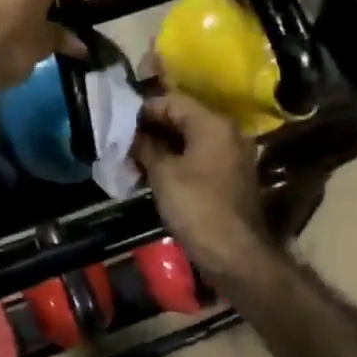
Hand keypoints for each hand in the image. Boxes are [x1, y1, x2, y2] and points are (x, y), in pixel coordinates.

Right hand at [132, 91, 266, 273]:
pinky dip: (179, 159)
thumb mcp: (163, 175)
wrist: (237, 255)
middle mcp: (227, 132)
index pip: (172, 101)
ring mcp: (232, 154)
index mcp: (212, 123)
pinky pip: (200, 156)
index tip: (120, 123)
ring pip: (191, 138)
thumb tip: (133, 135)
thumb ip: (146, 147)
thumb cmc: (197, 208)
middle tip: (124, 140)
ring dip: (164, 145)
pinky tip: (156, 171)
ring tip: (135, 156)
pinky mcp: (230, 175)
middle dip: (153, 127)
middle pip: (183, 117)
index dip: (144, 110)